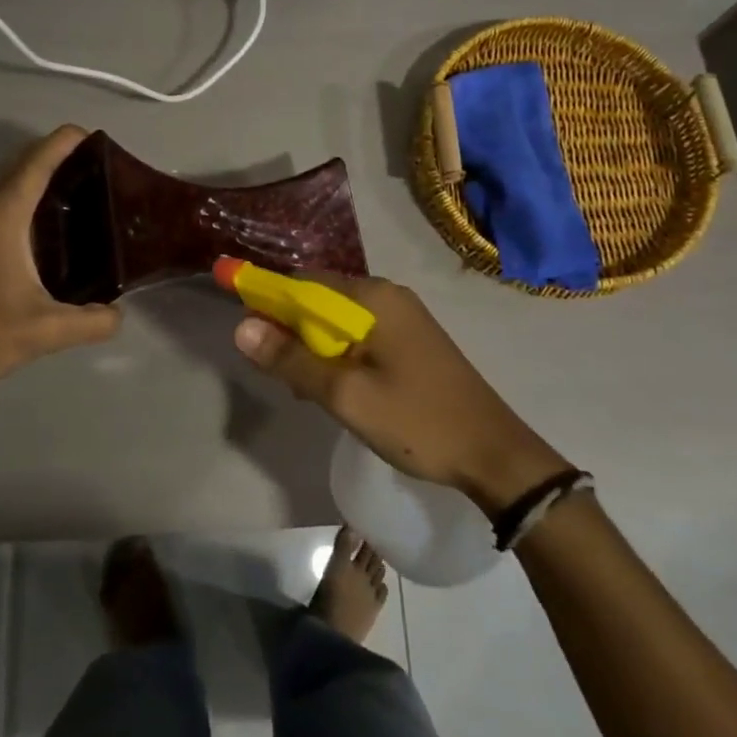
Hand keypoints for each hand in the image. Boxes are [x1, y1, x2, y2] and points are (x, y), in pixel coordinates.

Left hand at [0, 126, 120, 390]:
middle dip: (58, 154)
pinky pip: (7, 203)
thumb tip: (119, 314)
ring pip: (12, 183)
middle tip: (101, 166)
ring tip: (85, 187)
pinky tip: (56, 225)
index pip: (37, 162)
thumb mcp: (48, 329)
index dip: (65, 142)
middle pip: (23, 164)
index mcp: (5, 216)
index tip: (97, 136)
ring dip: (43, 174)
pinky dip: (32, 196)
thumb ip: (92, 321)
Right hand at [232, 274, 570, 514]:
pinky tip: (334, 388)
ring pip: (339, 320)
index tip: (243, 323)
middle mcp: (388, 296)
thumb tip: (242, 327)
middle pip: (320, 298)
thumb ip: (292, 360)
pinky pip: (360, 336)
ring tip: (305, 388)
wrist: (494, 455)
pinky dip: (338, 355)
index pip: (304, 281)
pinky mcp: (411, 341)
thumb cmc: (418, 421)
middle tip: (278, 371)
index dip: (267, 297)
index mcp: (373, 298)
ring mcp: (403, 318)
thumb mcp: (346, 396)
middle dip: (291, 328)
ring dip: (314, 346)